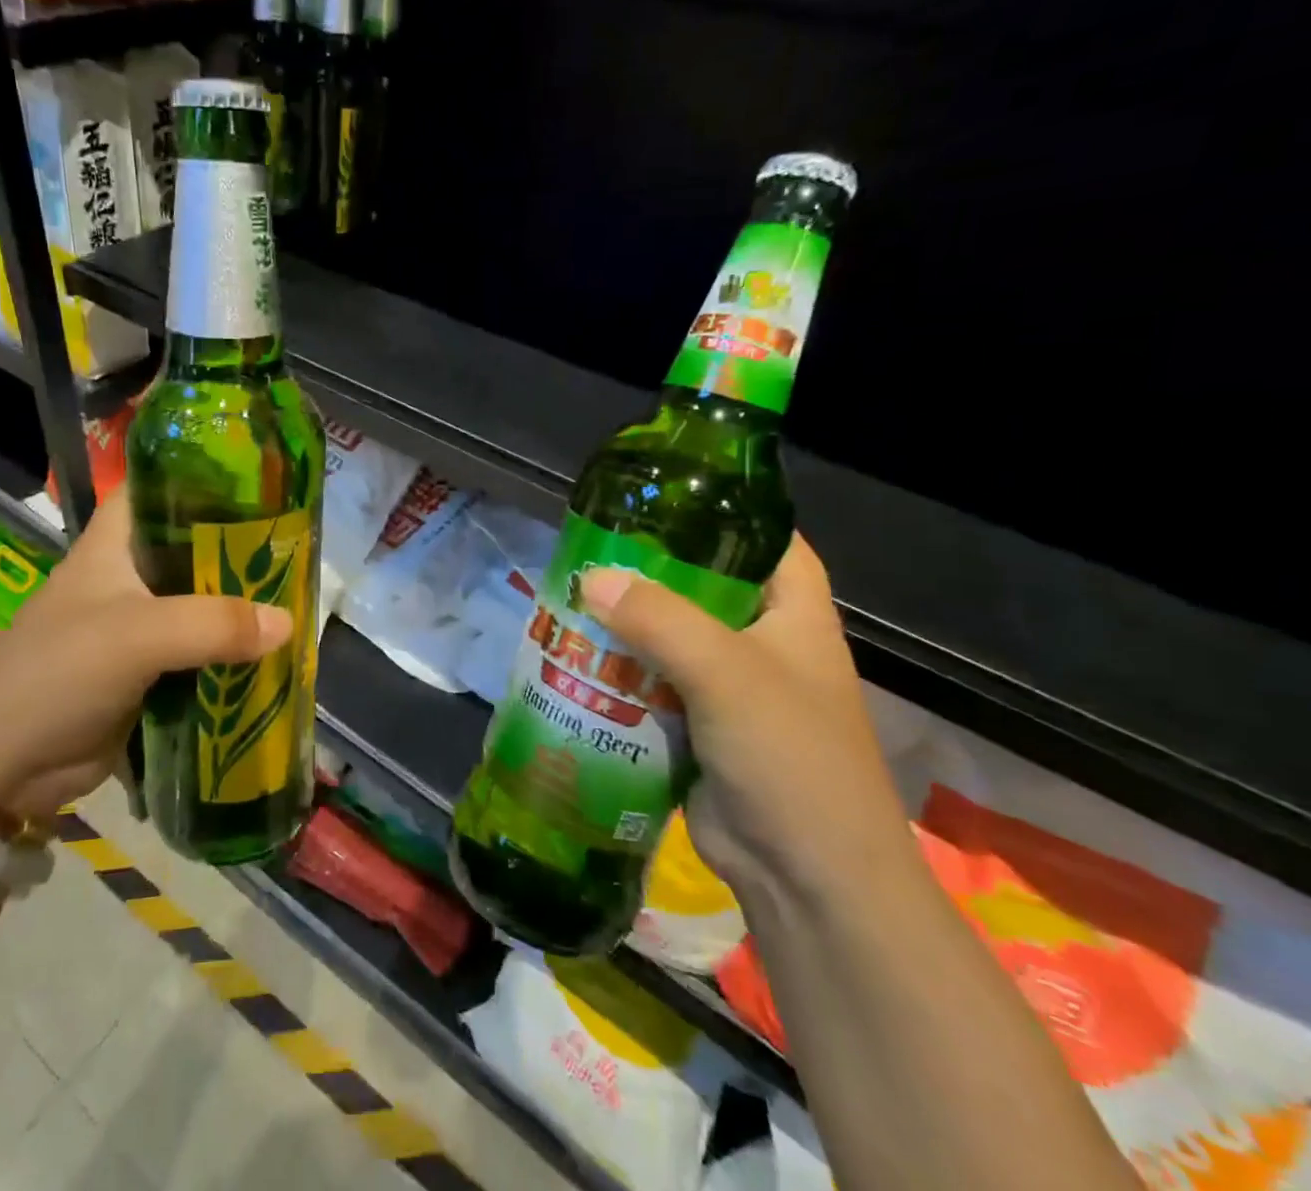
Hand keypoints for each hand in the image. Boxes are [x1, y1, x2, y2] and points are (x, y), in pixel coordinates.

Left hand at [0, 489, 292, 824]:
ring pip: (204, 601)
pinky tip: (274, 650)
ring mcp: (141, 623)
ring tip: (302, 597)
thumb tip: (289, 622)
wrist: (4, 767)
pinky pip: (203, 649)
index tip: (266, 482)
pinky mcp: (150, 669)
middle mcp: (130, 574)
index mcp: (115, 543)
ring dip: (243, 605)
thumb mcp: (136, 636)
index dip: (208, 478)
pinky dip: (233, 651)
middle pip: (196, 546)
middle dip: (243, 549)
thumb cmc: (59, 673)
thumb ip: (214, 624)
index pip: (162, 487)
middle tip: (301, 549)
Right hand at [579, 535, 914, 904]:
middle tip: (591, 549)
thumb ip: (658, 619)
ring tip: (568, 596)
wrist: (808, 880)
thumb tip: (589, 578)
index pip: (766, 540)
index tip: (661, 496)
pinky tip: (574, 657)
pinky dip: (618, 671)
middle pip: (702, 586)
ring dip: (624, 624)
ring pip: (668, 636)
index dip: (722, 512)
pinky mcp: (696, 726)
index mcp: (793, 614)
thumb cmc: (789, 756)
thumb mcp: (726, 673)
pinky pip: (650, 682)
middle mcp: (762, 643)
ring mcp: (728, 688)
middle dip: (649, 571)